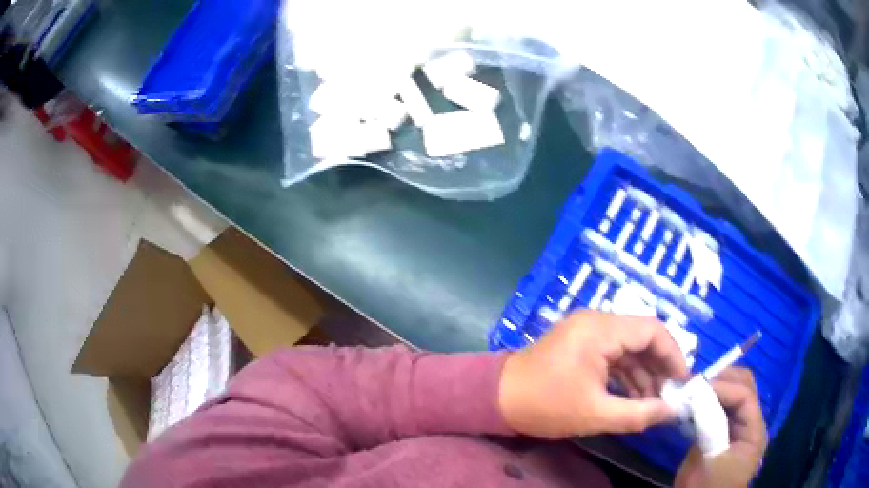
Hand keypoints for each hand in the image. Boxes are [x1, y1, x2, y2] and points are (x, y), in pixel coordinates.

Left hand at [498, 310, 688, 438]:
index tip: (683, 381)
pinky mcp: (580, 345)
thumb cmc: (545, 405)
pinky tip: (634, 398)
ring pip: (628, 348)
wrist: (496, 399)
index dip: (673, 355)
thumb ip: (639, 413)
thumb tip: (672, 411)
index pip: (652, 331)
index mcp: (601, 329)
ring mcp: (587, 332)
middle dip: (659, 367)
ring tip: (654, 402)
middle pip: (642, 338)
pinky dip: (625, 375)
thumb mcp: (596, 414)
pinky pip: (613, 355)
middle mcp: (597, 322)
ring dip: (643, 374)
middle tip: (670, 395)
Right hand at [675, 367, 767, 487]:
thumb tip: (697, 397)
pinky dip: (708, 403)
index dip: (722, 386)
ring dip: (714, 390)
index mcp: (754, 431)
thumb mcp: (706, 460)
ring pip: (733, 395)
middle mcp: (751, 424)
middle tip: (694, 385)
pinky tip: (692, 406)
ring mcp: (740, 429)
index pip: (745, 395)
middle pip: (744, 387)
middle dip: (721, 381)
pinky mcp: (726, 434)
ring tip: (691, 393)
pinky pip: (721, 410)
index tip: (695, 386)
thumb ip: (707, 427)